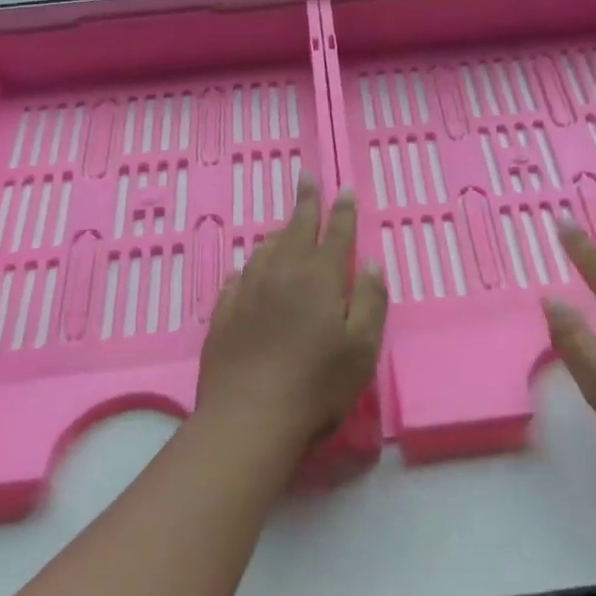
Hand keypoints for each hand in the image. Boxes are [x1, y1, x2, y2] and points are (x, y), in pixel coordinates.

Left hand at [196, 176, 388, 456]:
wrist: (248, 418)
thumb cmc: (317, 386)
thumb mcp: (362, 347)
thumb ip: (370, 300)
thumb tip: (372, 263)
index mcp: (319, 278)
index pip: (335, 233)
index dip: (343, 210)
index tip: (345, 189)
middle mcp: (281, 273)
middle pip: (295, 228)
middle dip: (306, 201)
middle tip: (307, 177)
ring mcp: (247, 291)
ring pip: (265, 249)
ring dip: (279, 232)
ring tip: (286, 225)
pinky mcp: (223, 313)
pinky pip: (240, 275)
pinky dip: (253, 265)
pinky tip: (252, 270)